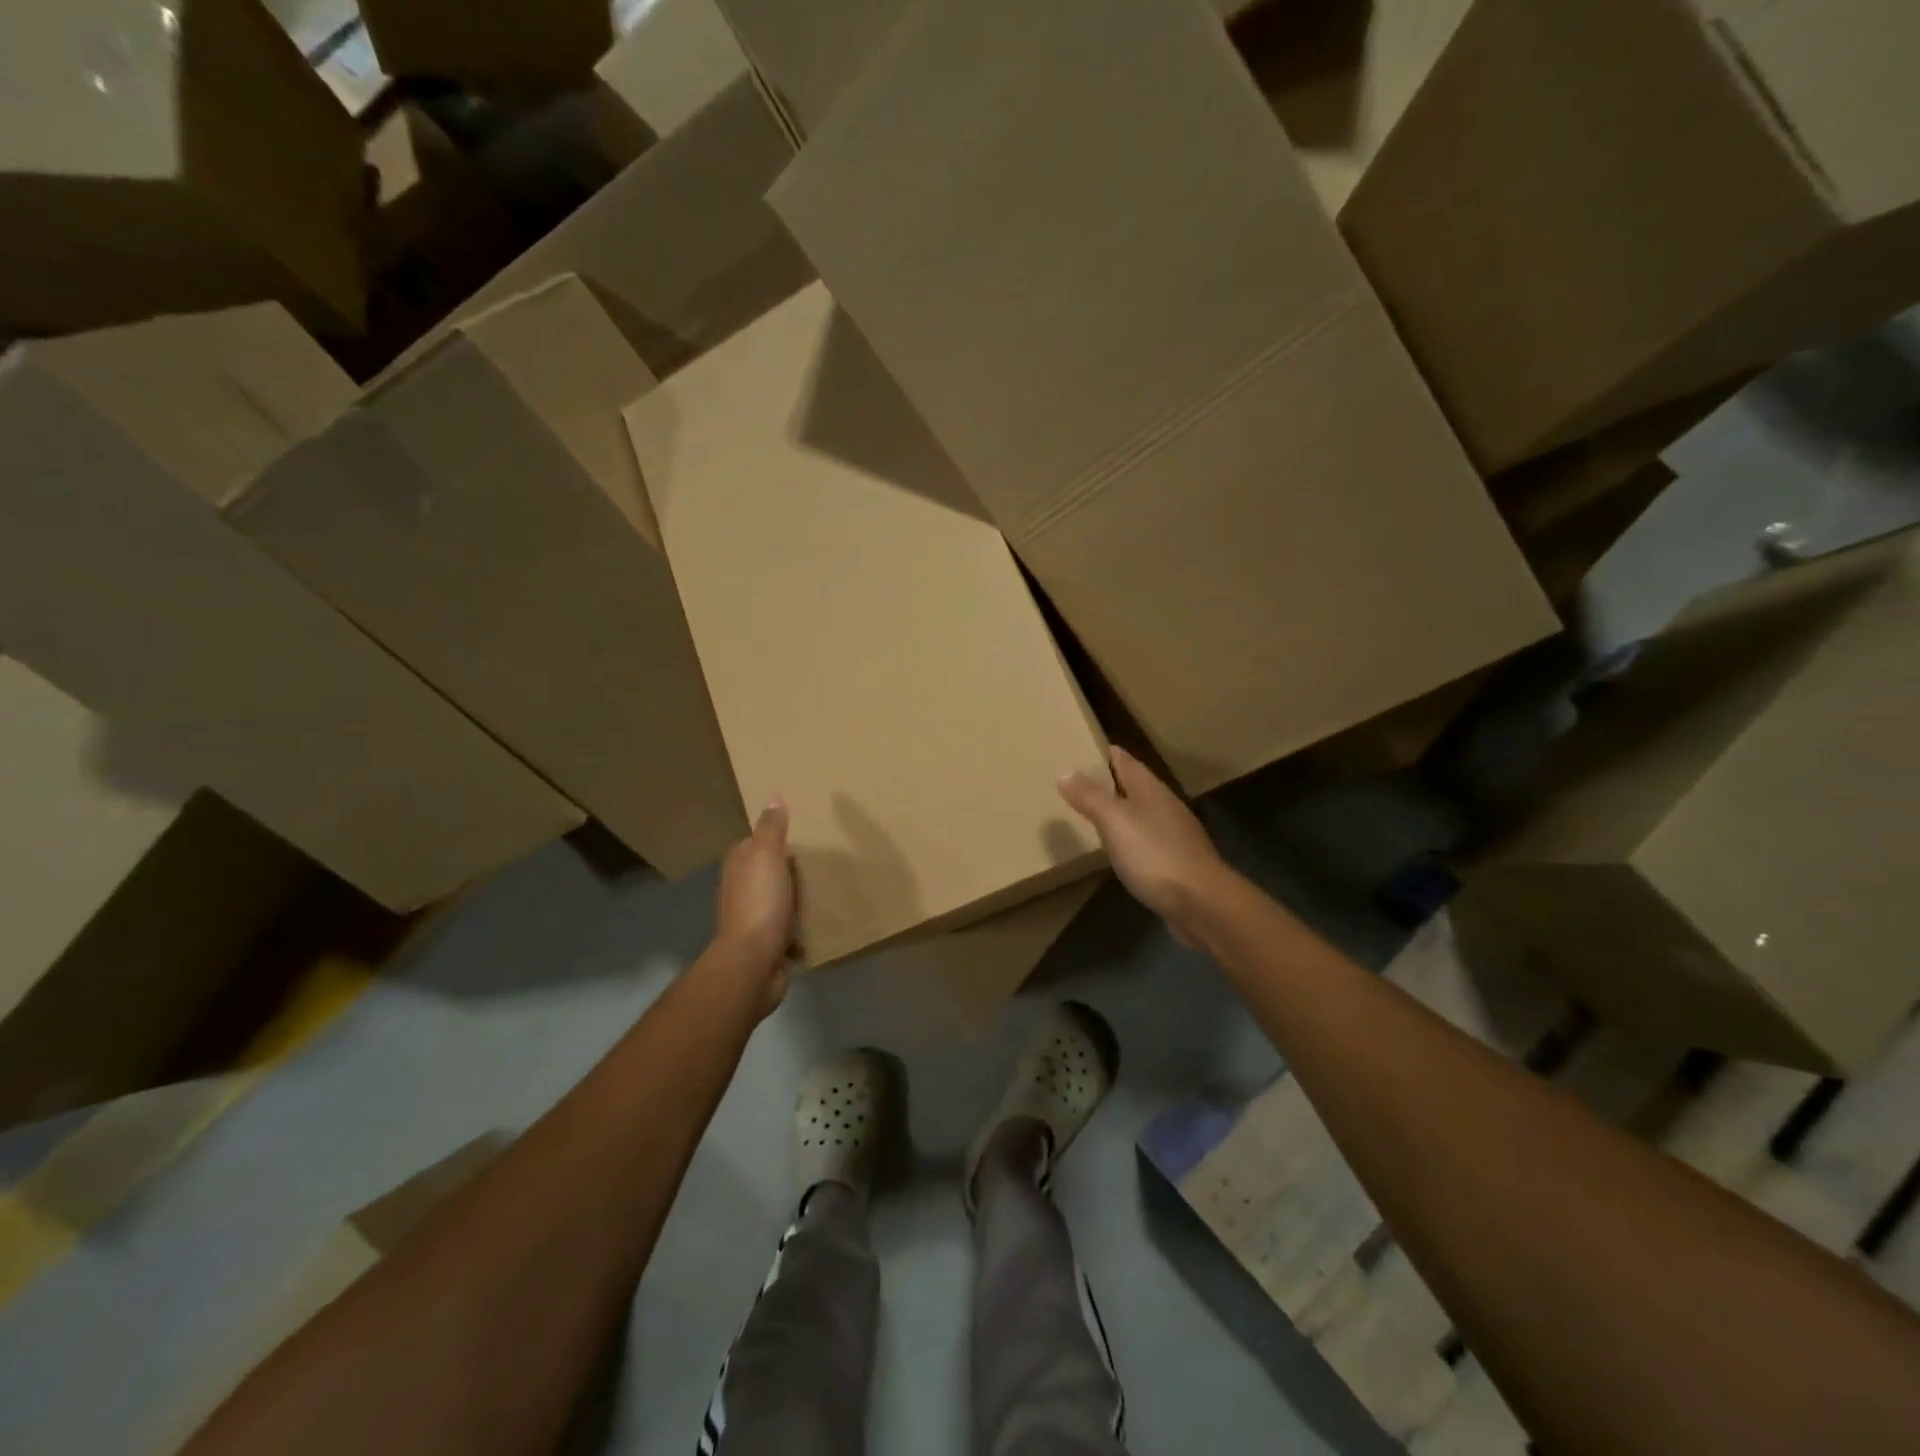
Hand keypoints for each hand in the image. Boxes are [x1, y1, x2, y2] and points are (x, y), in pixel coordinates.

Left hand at [715, 800, 797, 1014]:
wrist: (753, 962)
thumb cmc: (760, 903)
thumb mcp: (768, 857)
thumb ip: (771, 829)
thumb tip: (773, 797)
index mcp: (738, 866)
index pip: (752, 844)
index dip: (772, 839)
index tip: (798, 836)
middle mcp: (739, 890)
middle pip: (764, 873)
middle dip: (785, 869)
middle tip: (816, 863)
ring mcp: (751, 919)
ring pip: (775, 901)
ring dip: (792, 900)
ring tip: (821, 892)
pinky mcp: (765, 945)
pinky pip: (785, 931)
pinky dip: (797, 930)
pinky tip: (815, 926)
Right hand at [1059, 746, 1232, 945]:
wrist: (1202, 903)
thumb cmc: (1155, 855)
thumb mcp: (1114, 821)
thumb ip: (1090, 797)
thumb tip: (1065, 772)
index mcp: (1149, 789)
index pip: (1123, 760)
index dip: (1102, 753)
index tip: (1078, 748)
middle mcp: (1164, 805)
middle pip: (1133, 785)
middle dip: (1108, 781)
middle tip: (1075, 782)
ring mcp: (1173, 834)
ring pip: (1140, 812)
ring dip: (1118, 810)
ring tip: (1091, 813)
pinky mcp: (1176, 862)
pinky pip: (1146, 840)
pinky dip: (1128, 838)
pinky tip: (1117, 849)